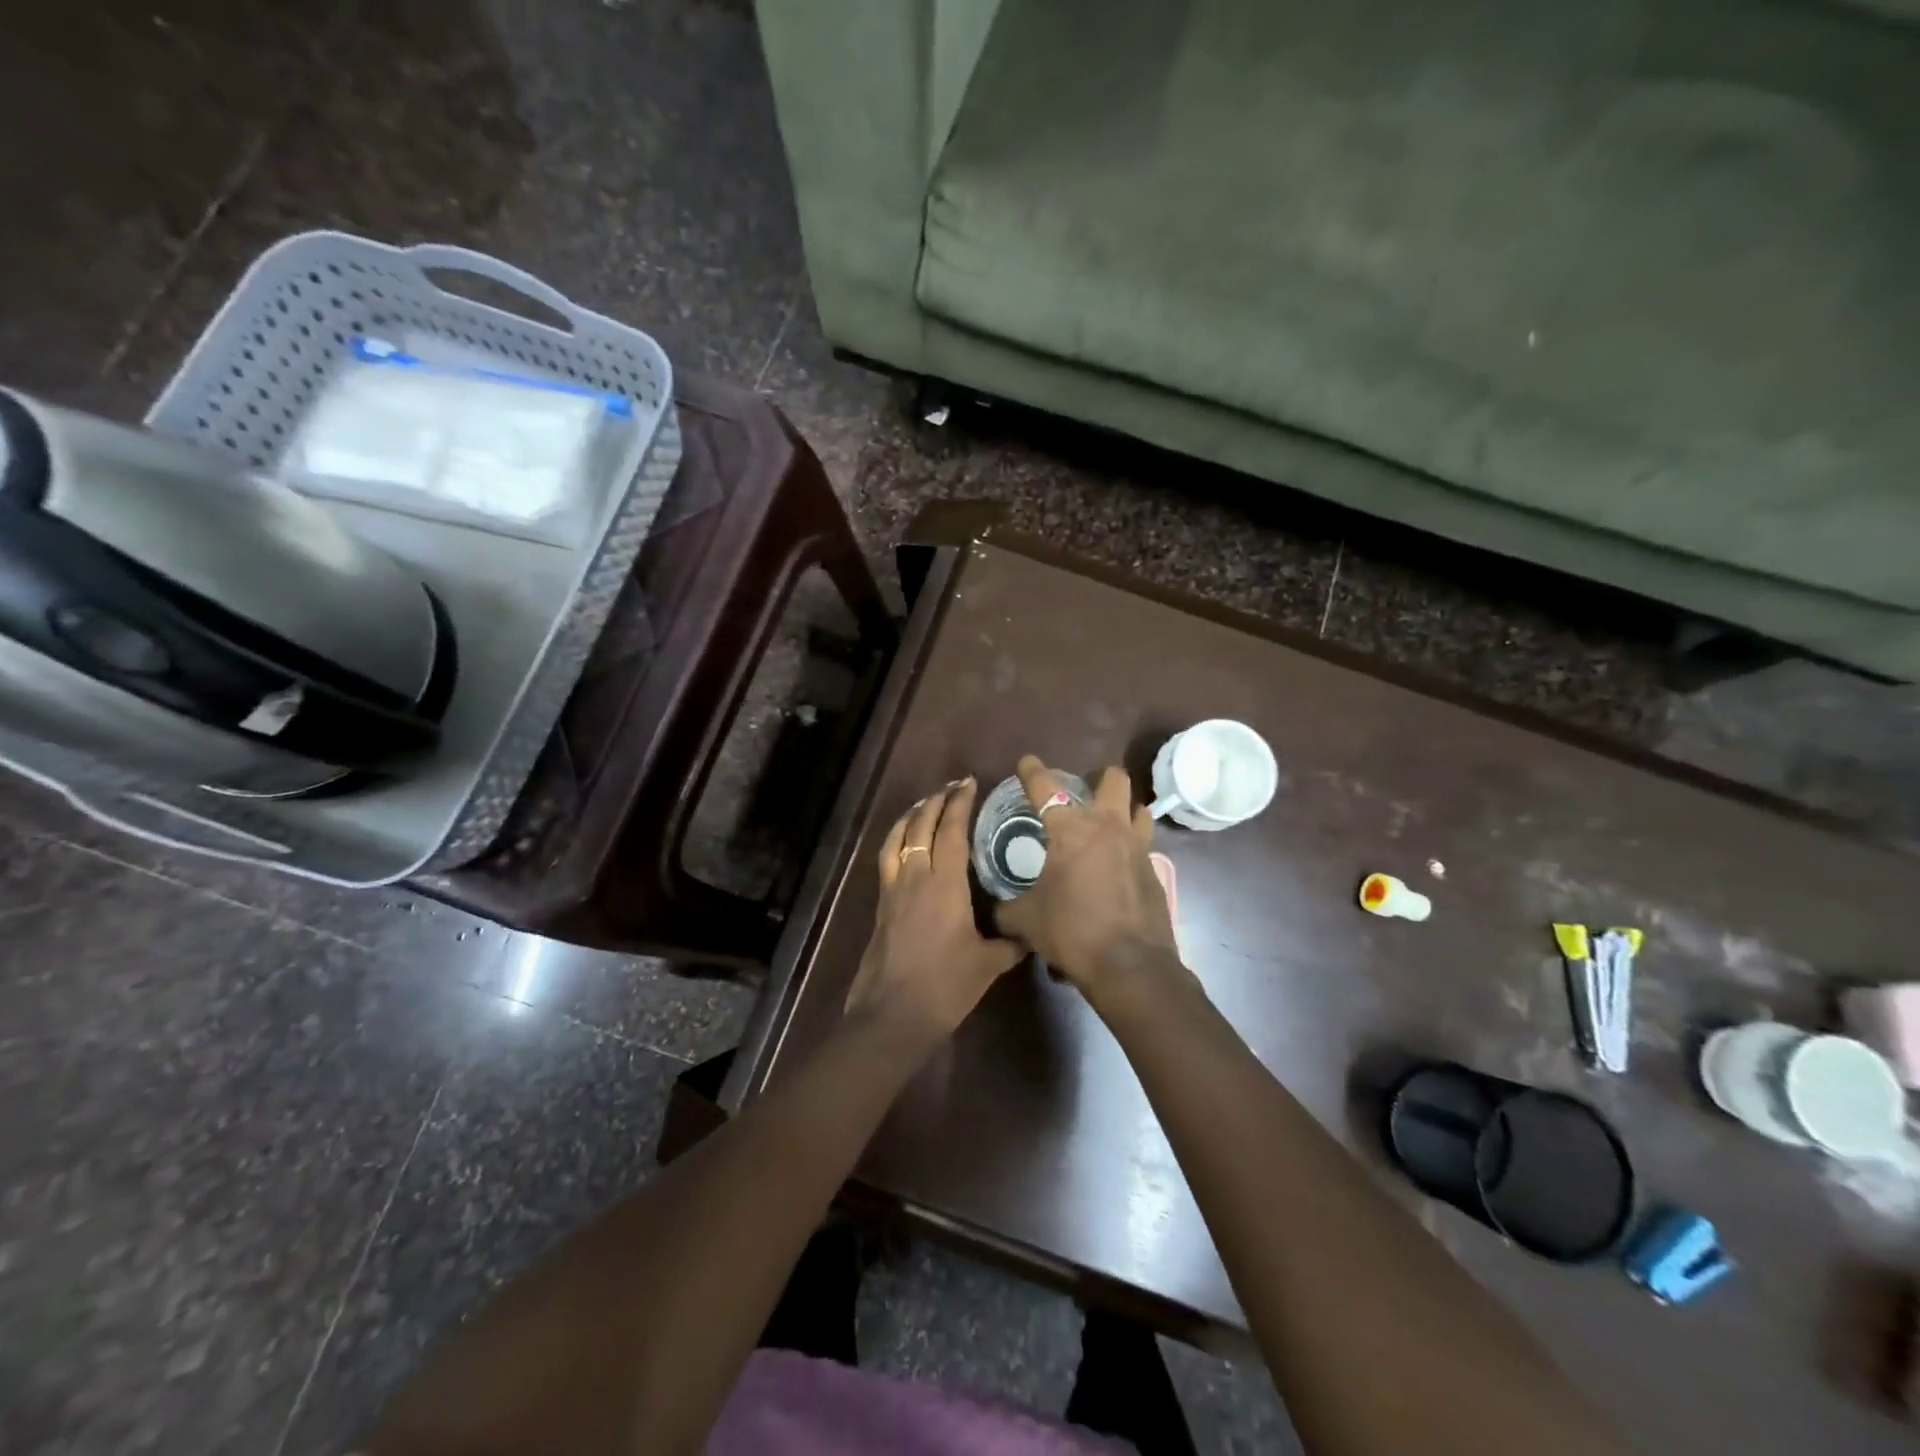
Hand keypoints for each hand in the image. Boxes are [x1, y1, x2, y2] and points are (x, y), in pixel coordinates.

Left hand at [845, 776, 1025, 1045]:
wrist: (893, 1014)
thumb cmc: (945, 986)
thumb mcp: (988, 965)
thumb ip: (1012, 944)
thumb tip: (1032, 933)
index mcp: (944, 885)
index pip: (951, 831)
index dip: (959, 803)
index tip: (969, 783)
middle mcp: (915, 877)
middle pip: (921, 826)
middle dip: (935, 801)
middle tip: (951, 787)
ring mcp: (893, 890)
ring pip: (897, 838)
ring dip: (911, 816)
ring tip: (923, 803)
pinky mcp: (880, 905)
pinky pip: (886, 859)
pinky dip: (895, 840)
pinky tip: (902, 842)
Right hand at [994, 756, 1183, 1001]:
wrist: (1130, 966)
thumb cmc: (1071, 931)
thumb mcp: (1025, 920)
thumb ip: (1007, 908)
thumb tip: (996, 909)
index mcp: (1071, 829)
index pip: (1046, 787)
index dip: (1033, 771)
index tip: (1027, 762)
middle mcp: (1108, 827)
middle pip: (1113, 779)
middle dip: (1099, 778)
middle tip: (1083, 793)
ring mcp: (1137, 847)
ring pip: (1138, 807)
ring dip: (1123, 808)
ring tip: (1107, 824)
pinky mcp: (1154, 871)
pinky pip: (1144, 844)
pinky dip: (1130, 846)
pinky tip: (1117, 866)